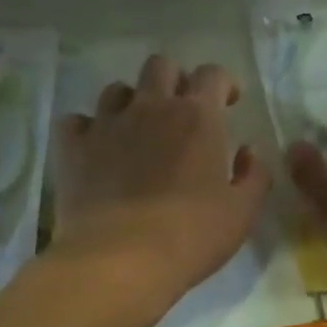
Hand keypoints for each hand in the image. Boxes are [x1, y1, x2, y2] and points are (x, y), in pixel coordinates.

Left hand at [51, 54, 270, 308]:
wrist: (121, 259)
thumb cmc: (192, 235)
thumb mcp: (242, 212)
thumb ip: (254, 176)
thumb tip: (249, 152)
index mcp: (197, 117)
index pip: (212, 74)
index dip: (222, 83)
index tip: (227, 103)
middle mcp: (150, 107)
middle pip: (160, 66)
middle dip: (174, 80)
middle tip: (181, 111)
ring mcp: (107, 124)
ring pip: (116, 89)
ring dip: (131, 102)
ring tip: (137, 130)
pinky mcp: (73, 148)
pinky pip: (76, 121)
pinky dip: (87, 130)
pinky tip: (96, 150)